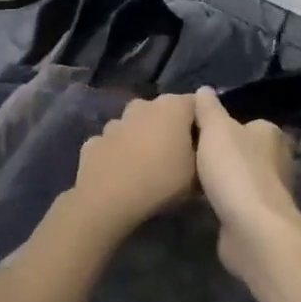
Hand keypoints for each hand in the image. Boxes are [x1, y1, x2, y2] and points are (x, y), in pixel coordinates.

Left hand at [69, 93, 198, 243]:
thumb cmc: (162, 180)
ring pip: (135, 126)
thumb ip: (204, 158)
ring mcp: (115, 122)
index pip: (196, 104)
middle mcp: (143, 106)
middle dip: (170, 129)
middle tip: (177, 156)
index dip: (203, 123)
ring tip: (148, 167)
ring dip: (142, 139)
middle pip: (163, 113)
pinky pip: (114, 144)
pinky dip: (119, 154)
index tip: (206, 144)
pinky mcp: (94, 141)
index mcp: (173, 107)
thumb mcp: (198, 176)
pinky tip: (122, 174)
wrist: (108, 198)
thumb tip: (204, 155)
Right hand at [193, 88, 300, 286]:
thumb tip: (205, 89)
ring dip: (222, 179)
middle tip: (189, 156)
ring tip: (190, 179)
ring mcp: (271, 190)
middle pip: (243, 150)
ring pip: (240, 177)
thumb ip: (208, 109)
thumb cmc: (235, 170)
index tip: (195, 133)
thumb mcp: (215, 130)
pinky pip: (237, 201)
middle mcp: (277, 159)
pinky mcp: (261, 216)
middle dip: (221, 154)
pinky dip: (224, 201)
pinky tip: (203, 203)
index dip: (221, 126)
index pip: (245, 122)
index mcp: (271, 133)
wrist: (252, 228)